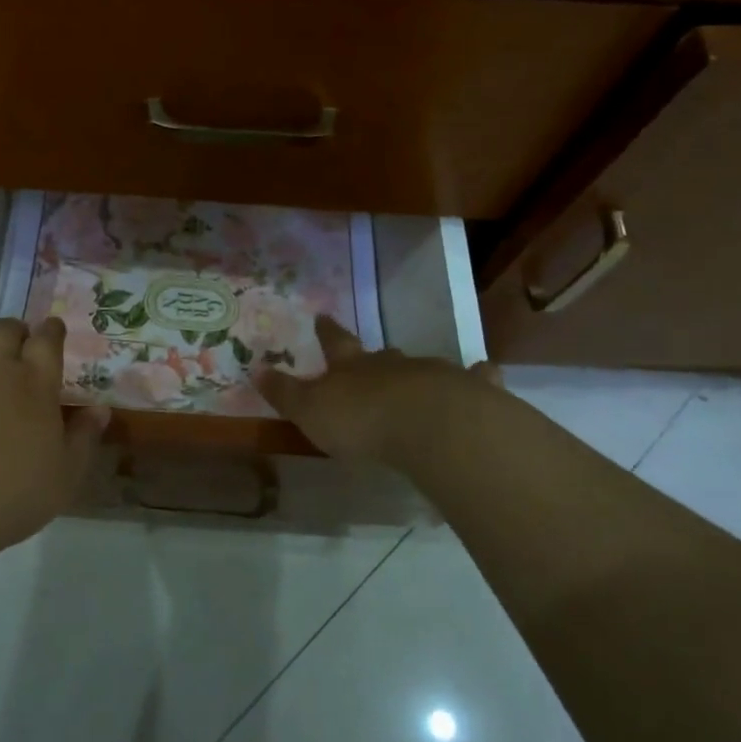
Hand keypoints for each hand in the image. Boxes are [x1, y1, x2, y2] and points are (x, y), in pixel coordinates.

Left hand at [0, 317, 107, 562]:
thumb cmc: (7, 498)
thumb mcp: (64, 478)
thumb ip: (84, 438)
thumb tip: (100, 409)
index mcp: (32, 382)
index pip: (47, 341)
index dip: (52, 332)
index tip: (53, 330)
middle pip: (2, 330)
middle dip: (12, 332)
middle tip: (15, 346)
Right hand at [255, 315, 492, 464]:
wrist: (429, 425)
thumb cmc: (361, 420)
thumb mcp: (310, 411)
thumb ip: (285, 393)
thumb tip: (255, 369)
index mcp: (352, 367)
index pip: (335, 342)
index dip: (327, 331)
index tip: (322, 316)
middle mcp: (391, 364)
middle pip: (381, 355)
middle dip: (375, 356)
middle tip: (375, 356)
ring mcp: (432, 374)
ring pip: (422, 367)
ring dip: (418, 371)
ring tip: (419, 376)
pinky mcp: (468, 392)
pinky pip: (475, 379)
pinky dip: (479, 376)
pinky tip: (486, 372)